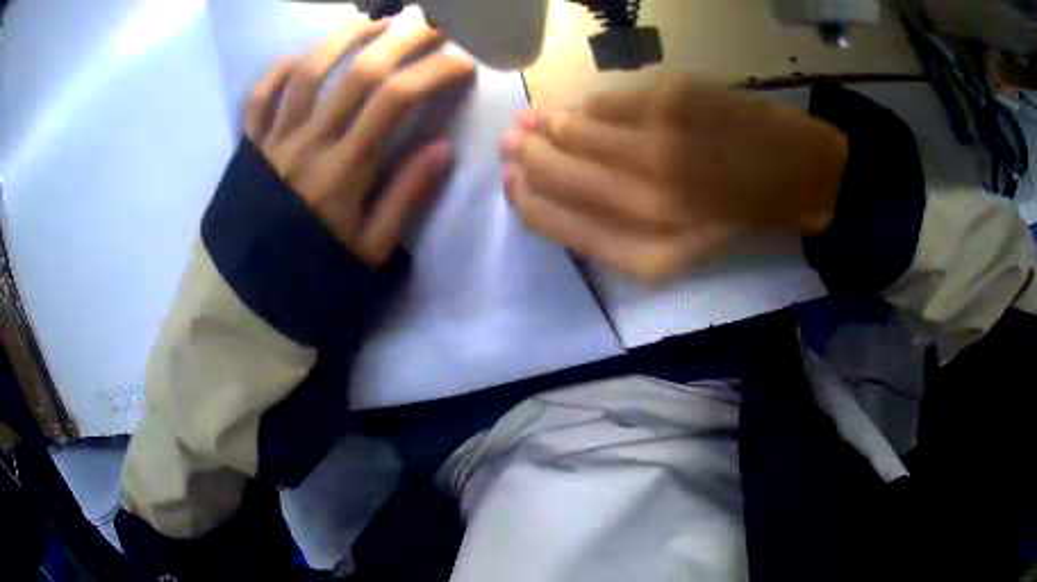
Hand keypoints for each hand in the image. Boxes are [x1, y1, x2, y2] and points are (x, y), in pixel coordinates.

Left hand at [246, 20, 474, 266]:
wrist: (251, 293)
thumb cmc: (315, 271)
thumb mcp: (371, 249)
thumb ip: (405, 197)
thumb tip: (443, 148)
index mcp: (342, 170)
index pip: (394, 101)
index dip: (433, 73)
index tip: (462, 62)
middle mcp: (307, 143)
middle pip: (357, 73)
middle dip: (402, 40)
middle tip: (432, 23)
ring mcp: (275, 139)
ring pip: (309, 71)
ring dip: (345, 38)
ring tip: (375, 21)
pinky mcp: (251, 145)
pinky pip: (260, 97)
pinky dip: (279, 71)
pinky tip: (302, 57)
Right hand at [499, 76, 848, 280]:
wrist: (802, 175)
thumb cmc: (739, 217)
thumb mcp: (676, 249)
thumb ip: (611, 227)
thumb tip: (548, 182)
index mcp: (649, 252)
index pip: (556, 223)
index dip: (525, 200)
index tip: (511, 181)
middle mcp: (649, 203)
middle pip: (557, 172)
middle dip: (526, 156)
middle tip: (515, 141)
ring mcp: (661, 145)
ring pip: (573, 129)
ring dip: (547, 124)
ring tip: (538, 121)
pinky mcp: (672, 100)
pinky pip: (605, 100)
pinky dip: (589, 106)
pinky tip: (586, 110)